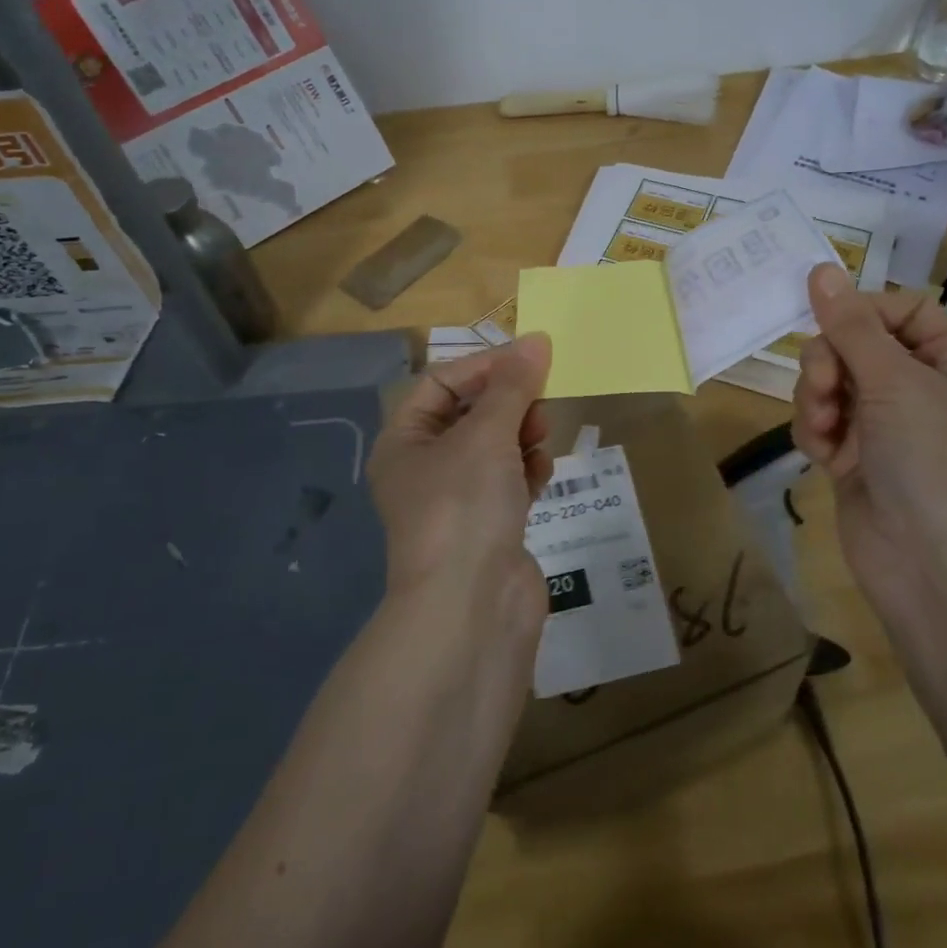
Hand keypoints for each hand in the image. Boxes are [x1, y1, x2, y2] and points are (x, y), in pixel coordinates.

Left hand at [367, 335, 554, 628]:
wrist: (472, 609)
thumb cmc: (464, 507)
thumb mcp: (487, 435)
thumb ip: (514, 385)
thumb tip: (538, 338)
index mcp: (404, 442)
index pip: (441, 382)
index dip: (484, 366)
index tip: (531, 360)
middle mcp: (425, 468)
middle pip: (471, 413)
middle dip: (508, 403)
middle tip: (540, 404)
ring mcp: (458, 500)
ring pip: (495, 447)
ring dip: (522, 435)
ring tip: (542, 440)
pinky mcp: (489, 526)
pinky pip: (510, 481)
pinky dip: (527, 471)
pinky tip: (542, 474)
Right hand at [792, 264, 946, 612]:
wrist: (933, 567)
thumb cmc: (933, 460)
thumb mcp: (895, 381)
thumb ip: (851, 325)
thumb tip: (820, 268)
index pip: (903, 310)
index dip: (864, 311)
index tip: (833, 323)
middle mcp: (919, 390)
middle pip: (856, 345)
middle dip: (830, 362)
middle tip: (827, 387)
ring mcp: (884, 427)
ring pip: (830, 383)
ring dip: (817, 398)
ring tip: (825, 426)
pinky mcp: (854, 458)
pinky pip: (822, 422)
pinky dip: (815, 432)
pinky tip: (822, 455)